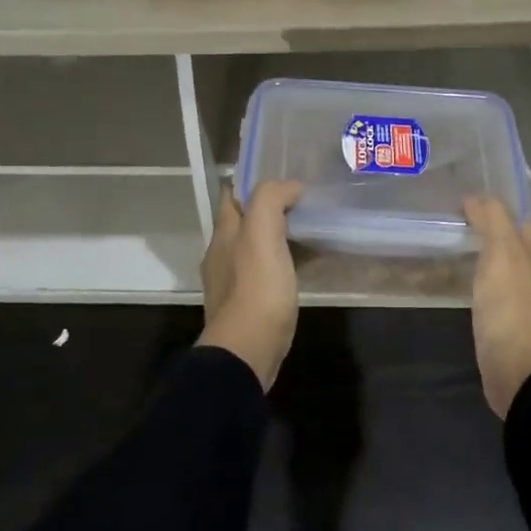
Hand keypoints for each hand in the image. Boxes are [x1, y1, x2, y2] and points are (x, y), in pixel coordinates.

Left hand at [198, 180, 303, 390]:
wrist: (247, 352)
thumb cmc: (255, 289)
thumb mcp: (261, 233)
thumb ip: (270, 200)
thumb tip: (290, 186)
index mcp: (223, 235)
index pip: (231, 196)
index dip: (253, 183)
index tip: (284, 178)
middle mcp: (222, 255)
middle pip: (243, 223)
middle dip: (268, 210)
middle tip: (303, 204)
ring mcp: (232, 284)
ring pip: (254, 249)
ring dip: (276, 238)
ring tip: (308, 232)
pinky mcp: (248, 307)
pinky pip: (265, 274)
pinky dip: (282, 264)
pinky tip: (301, 268)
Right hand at [463, 195, 530, 418]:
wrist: (522, 372)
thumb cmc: (513, 307)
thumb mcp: (501, 253)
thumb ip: (493, 221)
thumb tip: (477, 197)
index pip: (524, 224)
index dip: (501, 213)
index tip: (470, 207)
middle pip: (521, 250)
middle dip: (498, 240)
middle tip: (462, 231)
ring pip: (512, 277)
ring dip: (493, 268)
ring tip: (462, 259)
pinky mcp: (518, 334)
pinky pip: (503, 303)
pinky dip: (489, 294)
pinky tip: (471, 295)